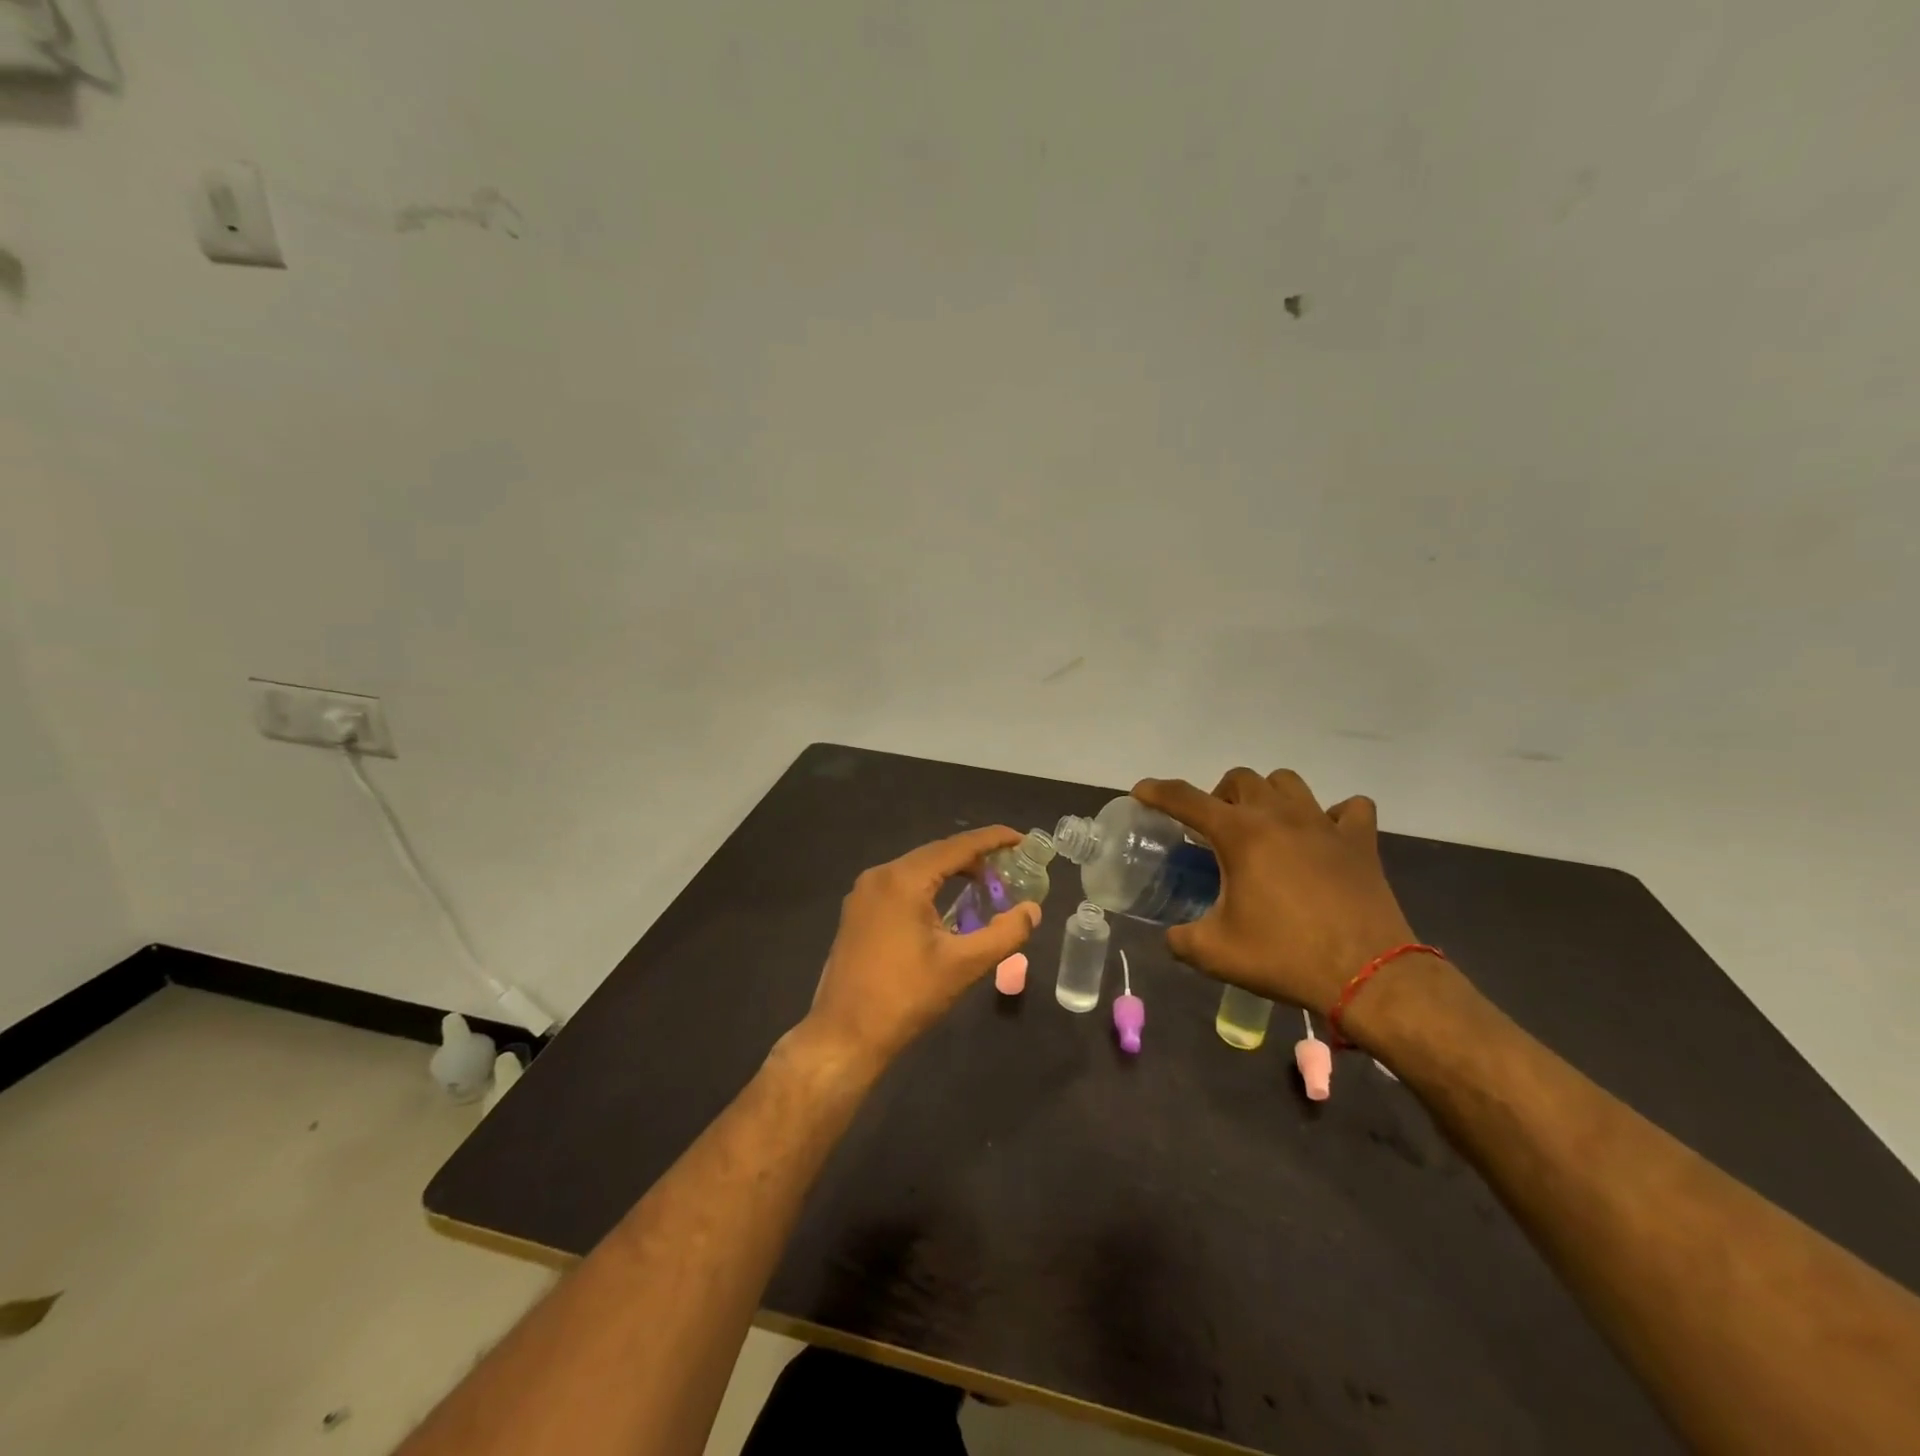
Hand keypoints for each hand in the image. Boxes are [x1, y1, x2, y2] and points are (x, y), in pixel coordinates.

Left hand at [799, 826, 1041, 1072]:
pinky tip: (948, 906)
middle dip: (974, 857)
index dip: (992, 839)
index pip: (957, 846)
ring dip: (951, 872)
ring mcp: (863, 893)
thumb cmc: (906, 997)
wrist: (844, 1036)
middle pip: (936, 853)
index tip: (1022, 839)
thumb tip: (1032, 910)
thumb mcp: (964, 966)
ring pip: (917, 869)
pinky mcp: (857, 912)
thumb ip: (1005, 934)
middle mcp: (879, 875)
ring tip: (985, 885)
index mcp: (903, 880)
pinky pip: (900, 885)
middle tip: (1009, 868)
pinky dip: (929, 886)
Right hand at [1132, 769, 1415, 1011]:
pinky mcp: (1360, 842)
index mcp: (1240, 835)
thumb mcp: (1215, 954)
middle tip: (1214, 830)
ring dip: (1267, 796)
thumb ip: (1181, 939)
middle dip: (1218, 796)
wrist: (1369, 977)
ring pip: (1288, 783)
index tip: (1141, 791)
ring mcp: (1324, 825)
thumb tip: (1172, 936)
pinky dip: (1332, 815)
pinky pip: (1348, 809)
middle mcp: (1279, 816)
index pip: (1186, 799)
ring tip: (1263, 826)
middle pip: (1240, 779)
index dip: (1157, 791)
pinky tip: (1322, 837)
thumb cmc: (1285, 958)